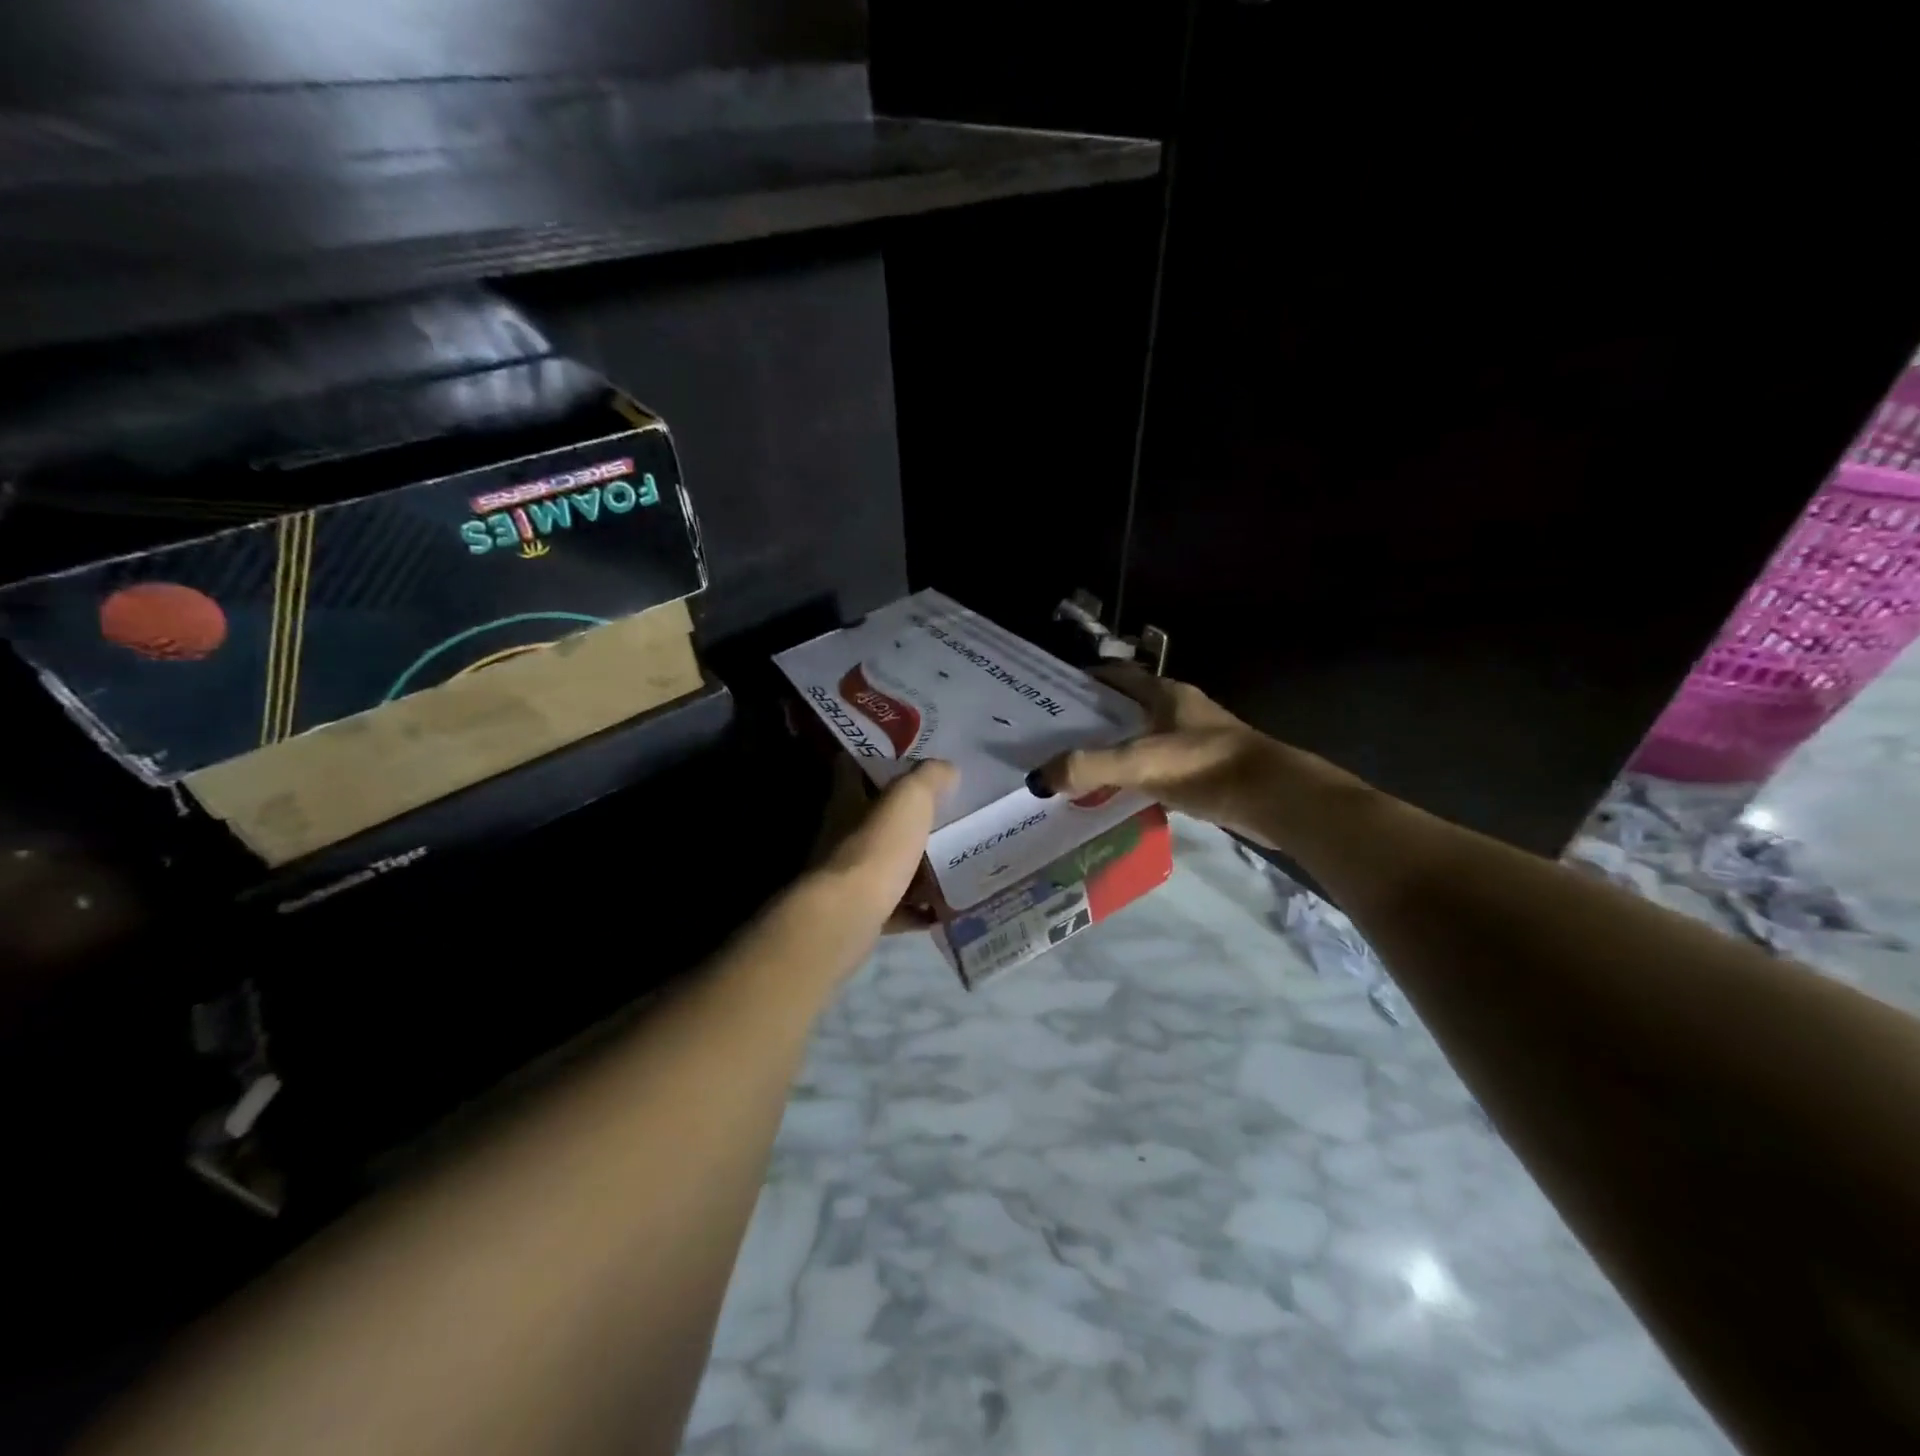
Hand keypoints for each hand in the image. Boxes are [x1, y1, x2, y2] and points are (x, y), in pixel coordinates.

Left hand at [812, 758, 957, 931]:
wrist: (849, 915)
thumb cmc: (877, 847)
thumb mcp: (910, 798)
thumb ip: (929, 778)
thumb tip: (946, 769)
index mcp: (847, 800)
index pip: (852, 768)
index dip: (875, 760)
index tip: (906, 762)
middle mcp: (841, 835)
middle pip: (872, 819)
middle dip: (903, 818)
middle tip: (942, 815)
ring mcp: (847, 876)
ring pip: (884, 863)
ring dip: (912, 865)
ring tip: (950, 862)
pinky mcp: (859, 912)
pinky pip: (894, 906)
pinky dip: (915, 908)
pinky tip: (942, 908)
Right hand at [1035, 664, 1290, 842]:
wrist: (1275, 799)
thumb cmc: (1206, 767)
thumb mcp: (1140, 762)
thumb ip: (1088, 767)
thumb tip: (1037, 778)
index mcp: (1165, 694)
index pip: (1116, 676)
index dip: (1084, 680)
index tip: (1050, 695)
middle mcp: (1179, 710)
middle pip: (1126, 708)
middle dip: (1092, 720)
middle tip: (1053, 737)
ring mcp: (1194, 740)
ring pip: (1142, 738)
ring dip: (1114, 749)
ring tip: (1076, 766)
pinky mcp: (1203, 771)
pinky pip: (1157, 767)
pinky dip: (1135, 776)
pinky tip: (1115, 794)